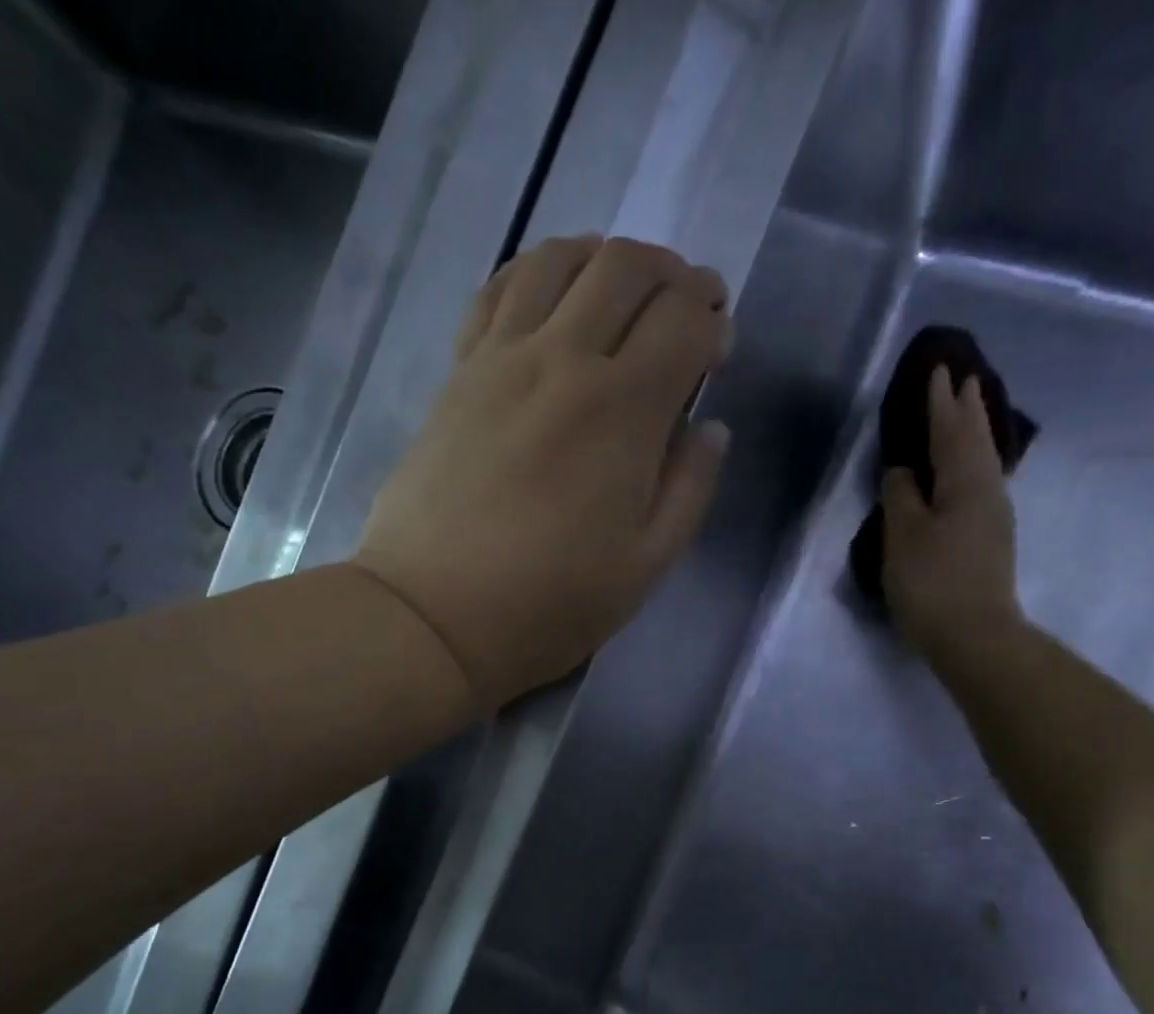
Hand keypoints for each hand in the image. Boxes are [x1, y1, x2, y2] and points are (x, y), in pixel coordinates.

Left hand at [353, 235, 733, 709]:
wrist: (433, 616)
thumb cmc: (549, 606)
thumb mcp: (645, 567)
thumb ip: (689, 490)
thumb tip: (710, 429)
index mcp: (621, 412)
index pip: (683, 321)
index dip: (713, 321)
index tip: (719, 350)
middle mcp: (563, 361)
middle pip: (627, 267)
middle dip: (673, 274)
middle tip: (688, 307)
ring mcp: (501, 359)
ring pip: (560, 260)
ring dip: (607, 258)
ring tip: (625, 290)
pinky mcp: (459, 372)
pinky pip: (499, 289)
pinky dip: (539, 272)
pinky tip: (553, 295)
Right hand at [881, 367, 1022, 658]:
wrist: (974, 635)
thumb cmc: (932, 581)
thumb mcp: (903, 535)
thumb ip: (900, 495)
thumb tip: (903, 470)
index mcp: (964, 481)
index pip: (949, 430)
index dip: (940, 402)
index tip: (939, 370)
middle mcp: (987, 489)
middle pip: (976, 440)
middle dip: (967, 409)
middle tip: (965, 379)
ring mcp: (994, 516)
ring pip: (984, 461)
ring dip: (975, 433)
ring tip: (970, 414)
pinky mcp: (991, 540)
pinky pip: (982, 483)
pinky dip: (973, 463)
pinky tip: (969, 470)